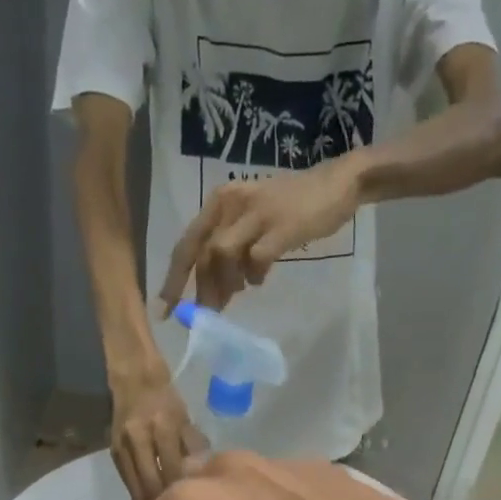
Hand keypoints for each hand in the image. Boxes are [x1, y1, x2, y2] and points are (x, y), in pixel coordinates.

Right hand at [111, 369, 205, 499]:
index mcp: (165, 426)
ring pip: (139, 489)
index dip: (185, 495)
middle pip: (155, 485)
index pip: (176, 471)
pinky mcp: (113, 453)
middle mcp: (141, 438)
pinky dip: (141, 497)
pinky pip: (129, 482)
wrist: (131, 375)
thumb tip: (203, 477)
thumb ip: (193, 448)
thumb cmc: (166, 396)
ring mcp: (124, 447)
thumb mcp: (185, 418)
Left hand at [158, 159, 361, 311]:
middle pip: (203, 253)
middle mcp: (231, 203)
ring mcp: (257, 213)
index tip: (165, 310)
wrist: (336, 185)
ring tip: (237, 293)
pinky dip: (255, 275)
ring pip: (223, 255)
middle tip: (207, 314)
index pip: (187, 244)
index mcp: (220, 202)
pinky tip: (261, 278)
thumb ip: (232, 250)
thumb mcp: (252, 222)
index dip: (173, 279)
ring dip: (226, 283)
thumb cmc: (292, 208)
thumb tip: (214, 291)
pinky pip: (256, 259)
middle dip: (201, 290)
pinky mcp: (281, 226)